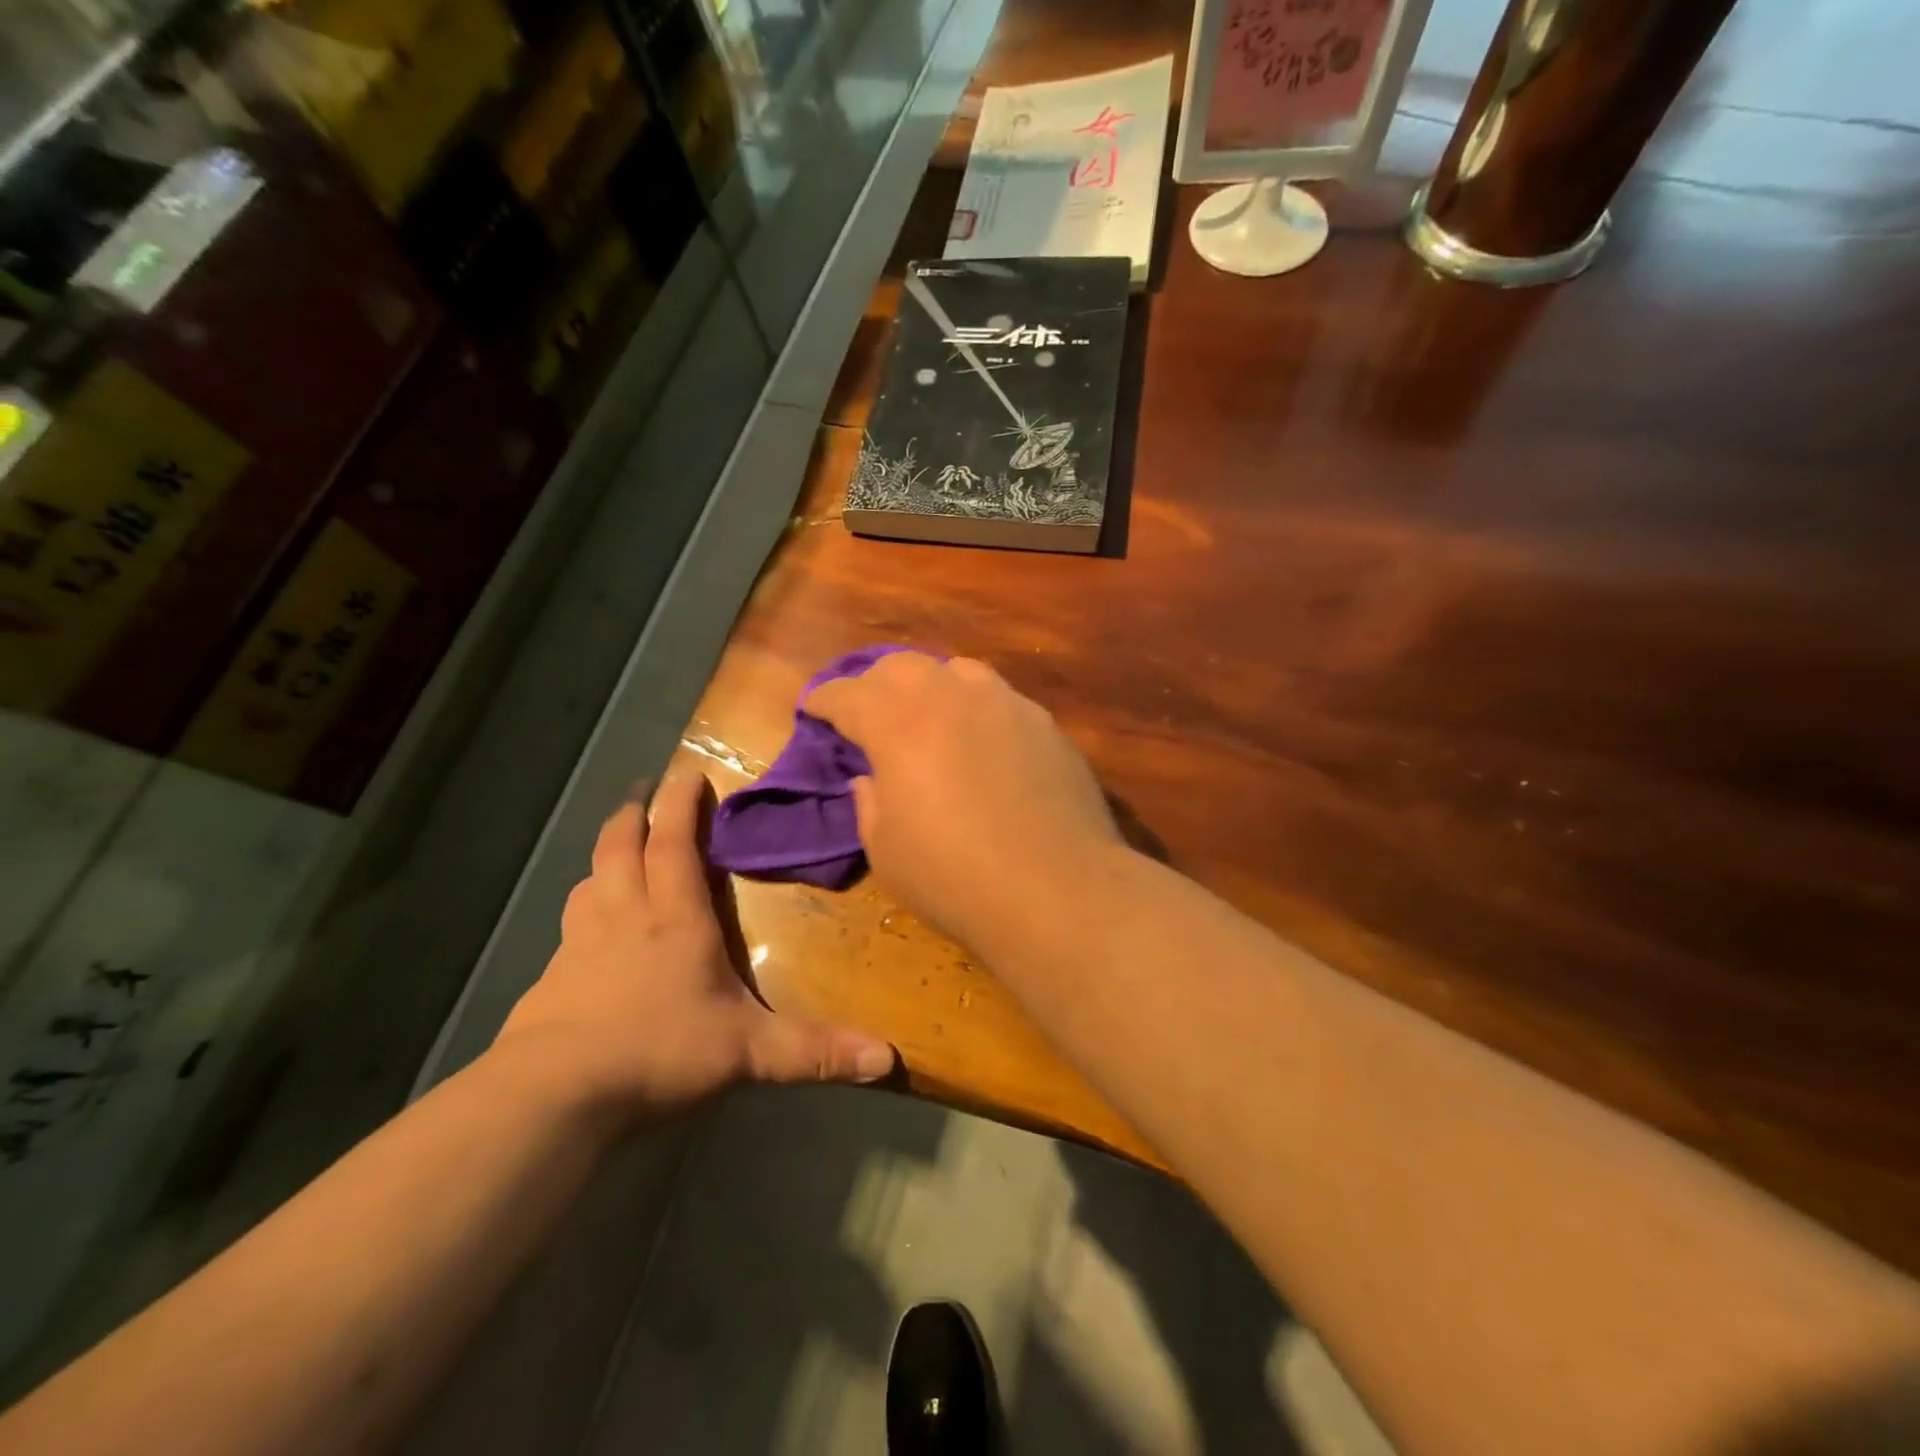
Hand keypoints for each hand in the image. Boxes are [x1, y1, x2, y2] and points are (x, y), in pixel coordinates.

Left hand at [494, 770, 896, 1125]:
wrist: (555, 1096)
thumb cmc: (659, 1052)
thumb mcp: (748, 1052)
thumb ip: (815, 1051)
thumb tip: (888, 1058)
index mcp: (674, 919)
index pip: (674, 844)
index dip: (679, 805)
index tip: (685, 772)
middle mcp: (624, 918)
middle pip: (621, 848)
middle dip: (634, 814)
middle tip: (643, 791)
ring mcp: (579, 948)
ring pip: (589, 883)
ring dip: (604, 858)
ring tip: (614, 849)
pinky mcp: (550, 982)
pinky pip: (568, 930)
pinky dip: (581, 913)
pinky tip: (583, 933)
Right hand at [804, 653, 1122, 949]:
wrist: (1056, 889)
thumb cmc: (954, 876)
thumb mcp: (885, 849)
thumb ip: (870, 802)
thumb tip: (871, 778)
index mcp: (898, 722)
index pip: (847, 695)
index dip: (823, 701)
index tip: (813, 709)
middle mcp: (951, 696)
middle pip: (901, 666)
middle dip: (875, 684)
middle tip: (869, 713)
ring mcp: (1005, 704)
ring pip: (957, 671)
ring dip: (931, 687)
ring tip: (929, 717)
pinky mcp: (1045, 724)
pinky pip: (1000, 699)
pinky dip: (976, 710)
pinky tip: (982, 742)